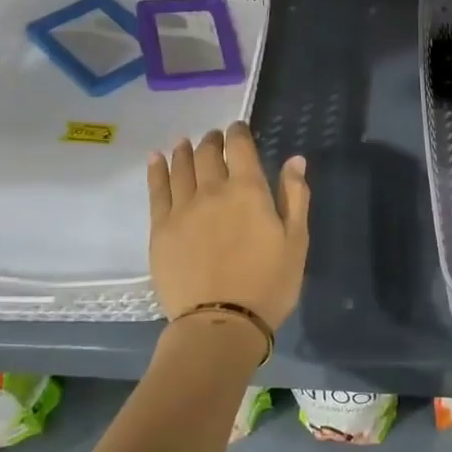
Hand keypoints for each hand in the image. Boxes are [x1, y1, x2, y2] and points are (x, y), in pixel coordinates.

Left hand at [147, 123, 310, 329]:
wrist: (220, 323)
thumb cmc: (269, 284)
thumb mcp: (296, 241)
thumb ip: (295, 196)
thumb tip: (295, 159)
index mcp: (248, 190)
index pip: (240, 148)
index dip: (239, 133)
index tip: (238, 128)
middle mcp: (213, 190)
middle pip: (207, 154)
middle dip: (212, 141)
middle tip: (213, 137)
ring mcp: (182, 209)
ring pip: (180, 167)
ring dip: (184, 150)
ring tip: (185, 142)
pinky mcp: (160, 229)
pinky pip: (156, 190)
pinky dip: (157, 169)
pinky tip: (155, 158)